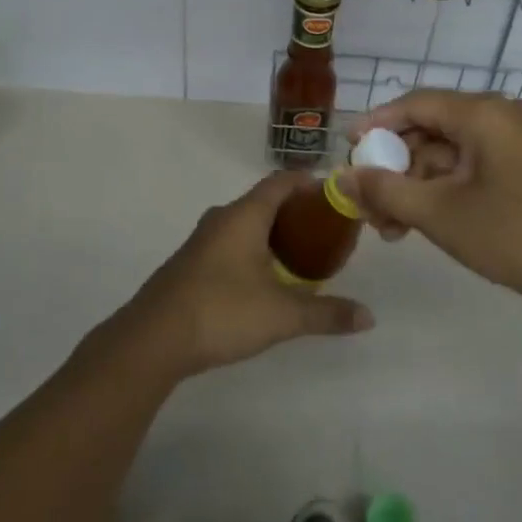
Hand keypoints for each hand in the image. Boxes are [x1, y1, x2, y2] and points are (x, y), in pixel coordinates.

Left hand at [117, 171, 374, 377]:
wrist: (153, 339)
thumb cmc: (222, 311)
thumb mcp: (282, 314)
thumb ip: (326, 313)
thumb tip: (368, 317)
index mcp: (245, 215)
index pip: (281, 181)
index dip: (308, 182)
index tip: (335, 192)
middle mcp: (222, 218)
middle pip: (264, 200)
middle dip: (295, 210)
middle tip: (325, 229)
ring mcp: (202, 240)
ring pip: (245, 223)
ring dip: (272, 231)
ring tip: (301, 254)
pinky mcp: (190, 263)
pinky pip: (230, 242)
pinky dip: (252, 248)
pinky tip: (263, 278)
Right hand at [336, 91, 521, 313]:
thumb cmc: (513, 235)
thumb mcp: (439, 214)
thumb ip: (385, 190)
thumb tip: (341, 175)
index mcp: (482, 114)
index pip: (414, 104)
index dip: (376, 124)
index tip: (347, 150)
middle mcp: (498, 116)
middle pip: (428, 129)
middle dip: (394, 166)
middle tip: (367, 202)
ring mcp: (512, 141)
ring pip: (446, 152)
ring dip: (415, 184)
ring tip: (390, 227)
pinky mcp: (520, 165)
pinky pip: (467, 166)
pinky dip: (441, 189)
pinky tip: (419, 222)